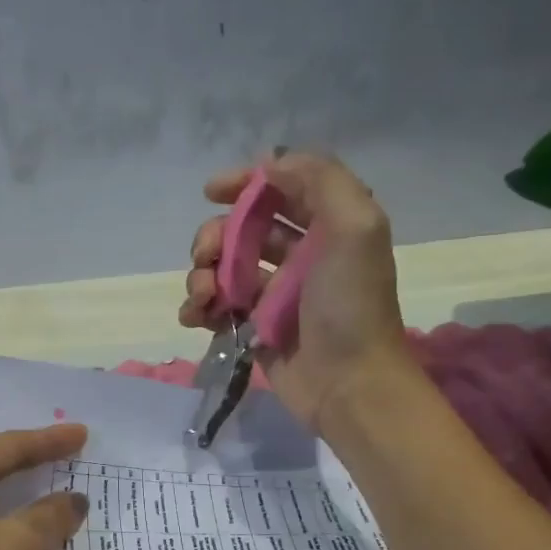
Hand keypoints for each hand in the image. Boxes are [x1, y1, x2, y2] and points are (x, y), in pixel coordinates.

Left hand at [0, 423, 89, 549]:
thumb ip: (51, 514)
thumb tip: (73, 499)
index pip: (2, 449)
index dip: (47, 441)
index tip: (84, 435)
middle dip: (30, 463)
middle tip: (70, 454)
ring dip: (16, 495)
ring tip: (53, 483)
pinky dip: (0, 520)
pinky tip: (24, 525)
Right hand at [177, 150, 410, 431]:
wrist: (348, 385)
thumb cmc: (350, 306)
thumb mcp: (355, 227)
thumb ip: (320, 181)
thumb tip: (270, 164)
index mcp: (326, 228)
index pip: (280, 191)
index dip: (245, 184)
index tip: (212, 192)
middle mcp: (298, 257)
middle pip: (242, 230)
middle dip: (214, 237)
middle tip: (205, 257)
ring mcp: (273, 295)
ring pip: (222, 269)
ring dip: (200, 275)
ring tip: (202, 297)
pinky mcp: (253, 329)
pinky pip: (217, 308)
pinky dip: (198, 308)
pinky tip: (195, 317)